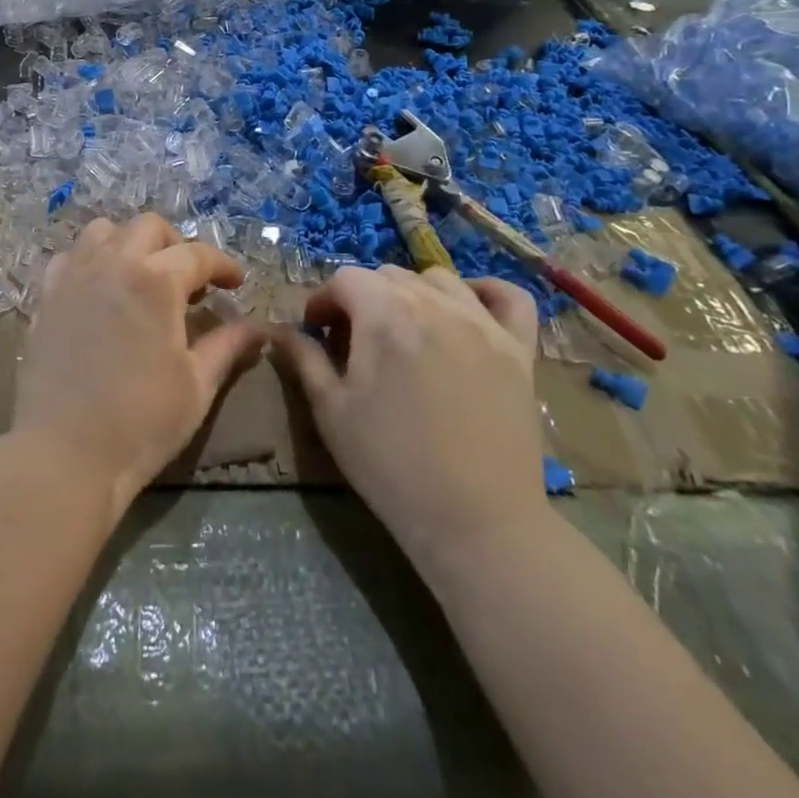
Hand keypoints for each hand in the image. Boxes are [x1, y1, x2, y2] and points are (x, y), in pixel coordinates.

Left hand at [14, 215, 260, 513]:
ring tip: (142, 277)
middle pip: (149, 227)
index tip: (236, 283)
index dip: (223, 265)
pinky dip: (91, 260)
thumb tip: (259, 329)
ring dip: (130, 243)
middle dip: (177, 245)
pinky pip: (70, 256)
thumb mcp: (196, 385)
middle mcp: (113, 263)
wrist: (64, 454)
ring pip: (104, 231)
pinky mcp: (47, 296)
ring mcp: (74, 276)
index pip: (197, 254)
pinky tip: (100, 290)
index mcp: (156, 281)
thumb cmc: (140, 423)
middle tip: (190, 280)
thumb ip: (228, 346)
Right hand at [270, 267, 544, 564]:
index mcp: (384, 315)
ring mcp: (482, 323)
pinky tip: (469, 309)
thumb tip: (279, 330)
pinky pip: (509, 297)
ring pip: (438, 279)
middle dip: (363, 298)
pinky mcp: (519, 348)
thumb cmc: (391, 466)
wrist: (477, 523)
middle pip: (388, 275)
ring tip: (406, 331)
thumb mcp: (331, 412)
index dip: (323, 300)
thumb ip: (304, 359)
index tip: (318, 332)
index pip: (345, 279)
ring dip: (412, 293)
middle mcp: (434, 304)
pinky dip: (486, 292)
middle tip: (356, 341)